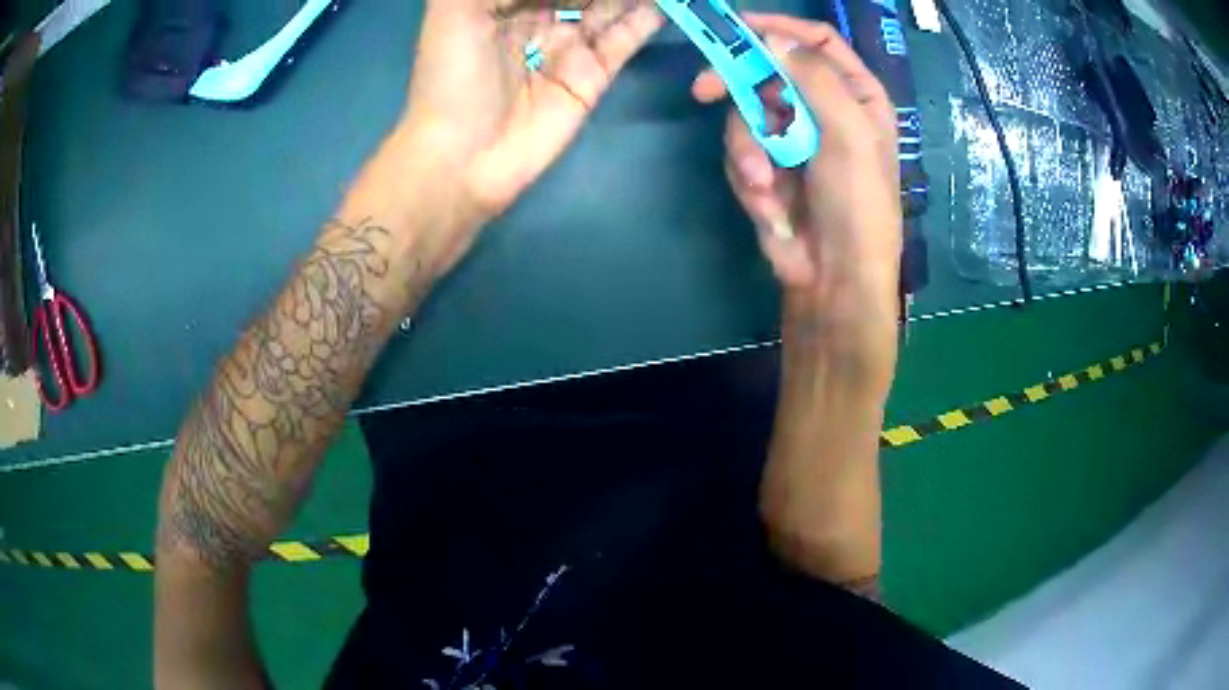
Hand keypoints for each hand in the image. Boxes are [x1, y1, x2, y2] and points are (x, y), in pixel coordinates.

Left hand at [386, 1, 661, 233]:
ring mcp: (569, 45)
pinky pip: (625, 37)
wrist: (463, 158)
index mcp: (502, 2)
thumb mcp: (455, 9)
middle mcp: (538, 16)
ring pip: (609, 5)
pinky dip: (646, 18)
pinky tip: (667, 2)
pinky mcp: (593, 74)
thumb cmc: (449, 79)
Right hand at [692, 15, 900, 388]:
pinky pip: (741, 153)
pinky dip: (749, 179)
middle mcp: (823, 110)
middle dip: (738, 86)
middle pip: (769, 72)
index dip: (779, 29)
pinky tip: (771, 207)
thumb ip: (813, 79)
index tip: (739, 27)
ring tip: (766, 187)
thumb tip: (772, 39)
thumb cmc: (858, 206)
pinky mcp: (768, 168)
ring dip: (748, 151)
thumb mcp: (848, 136)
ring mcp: (792, 139)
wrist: (834, 279)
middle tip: (703, 89)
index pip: (816, 42)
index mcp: (855, 96)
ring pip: (746, 115)